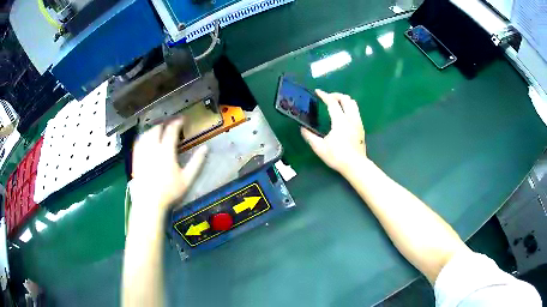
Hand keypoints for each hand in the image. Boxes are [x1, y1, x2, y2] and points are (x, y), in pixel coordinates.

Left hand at [131, 118, 206, 213]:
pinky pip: (138, 142)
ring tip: (159, 128)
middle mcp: (153, 148)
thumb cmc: (169, 191)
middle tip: (170, 124)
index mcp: (166, 151)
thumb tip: (206, 148)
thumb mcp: (187, 179)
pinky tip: (145, 138)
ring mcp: (142, 153)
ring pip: (146, 134)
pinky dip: (143, 136)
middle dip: (164, 123)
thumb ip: (196, 162)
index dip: (177, 123)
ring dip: (153, 128)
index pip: (171, 131)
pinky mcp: (136, 158)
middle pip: (157, 129)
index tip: (182, 119)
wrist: (149, 202)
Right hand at [301, 89, 366, 174]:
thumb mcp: (320, 148)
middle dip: (336, 95)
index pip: (332, 103)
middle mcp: (351, 118)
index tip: (317, 92)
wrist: (355, 165)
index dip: (324, 95)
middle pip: (346, 99)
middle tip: (327, 97)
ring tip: (336, 104)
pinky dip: (348, 107)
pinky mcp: (361, 128)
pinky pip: (356, 111)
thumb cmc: (337, 156)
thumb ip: (310, 136)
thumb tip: (302, 129)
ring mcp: (358, 122)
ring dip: (344, 100)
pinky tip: (343, 115)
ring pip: (353, 104)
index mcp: (340, 121)